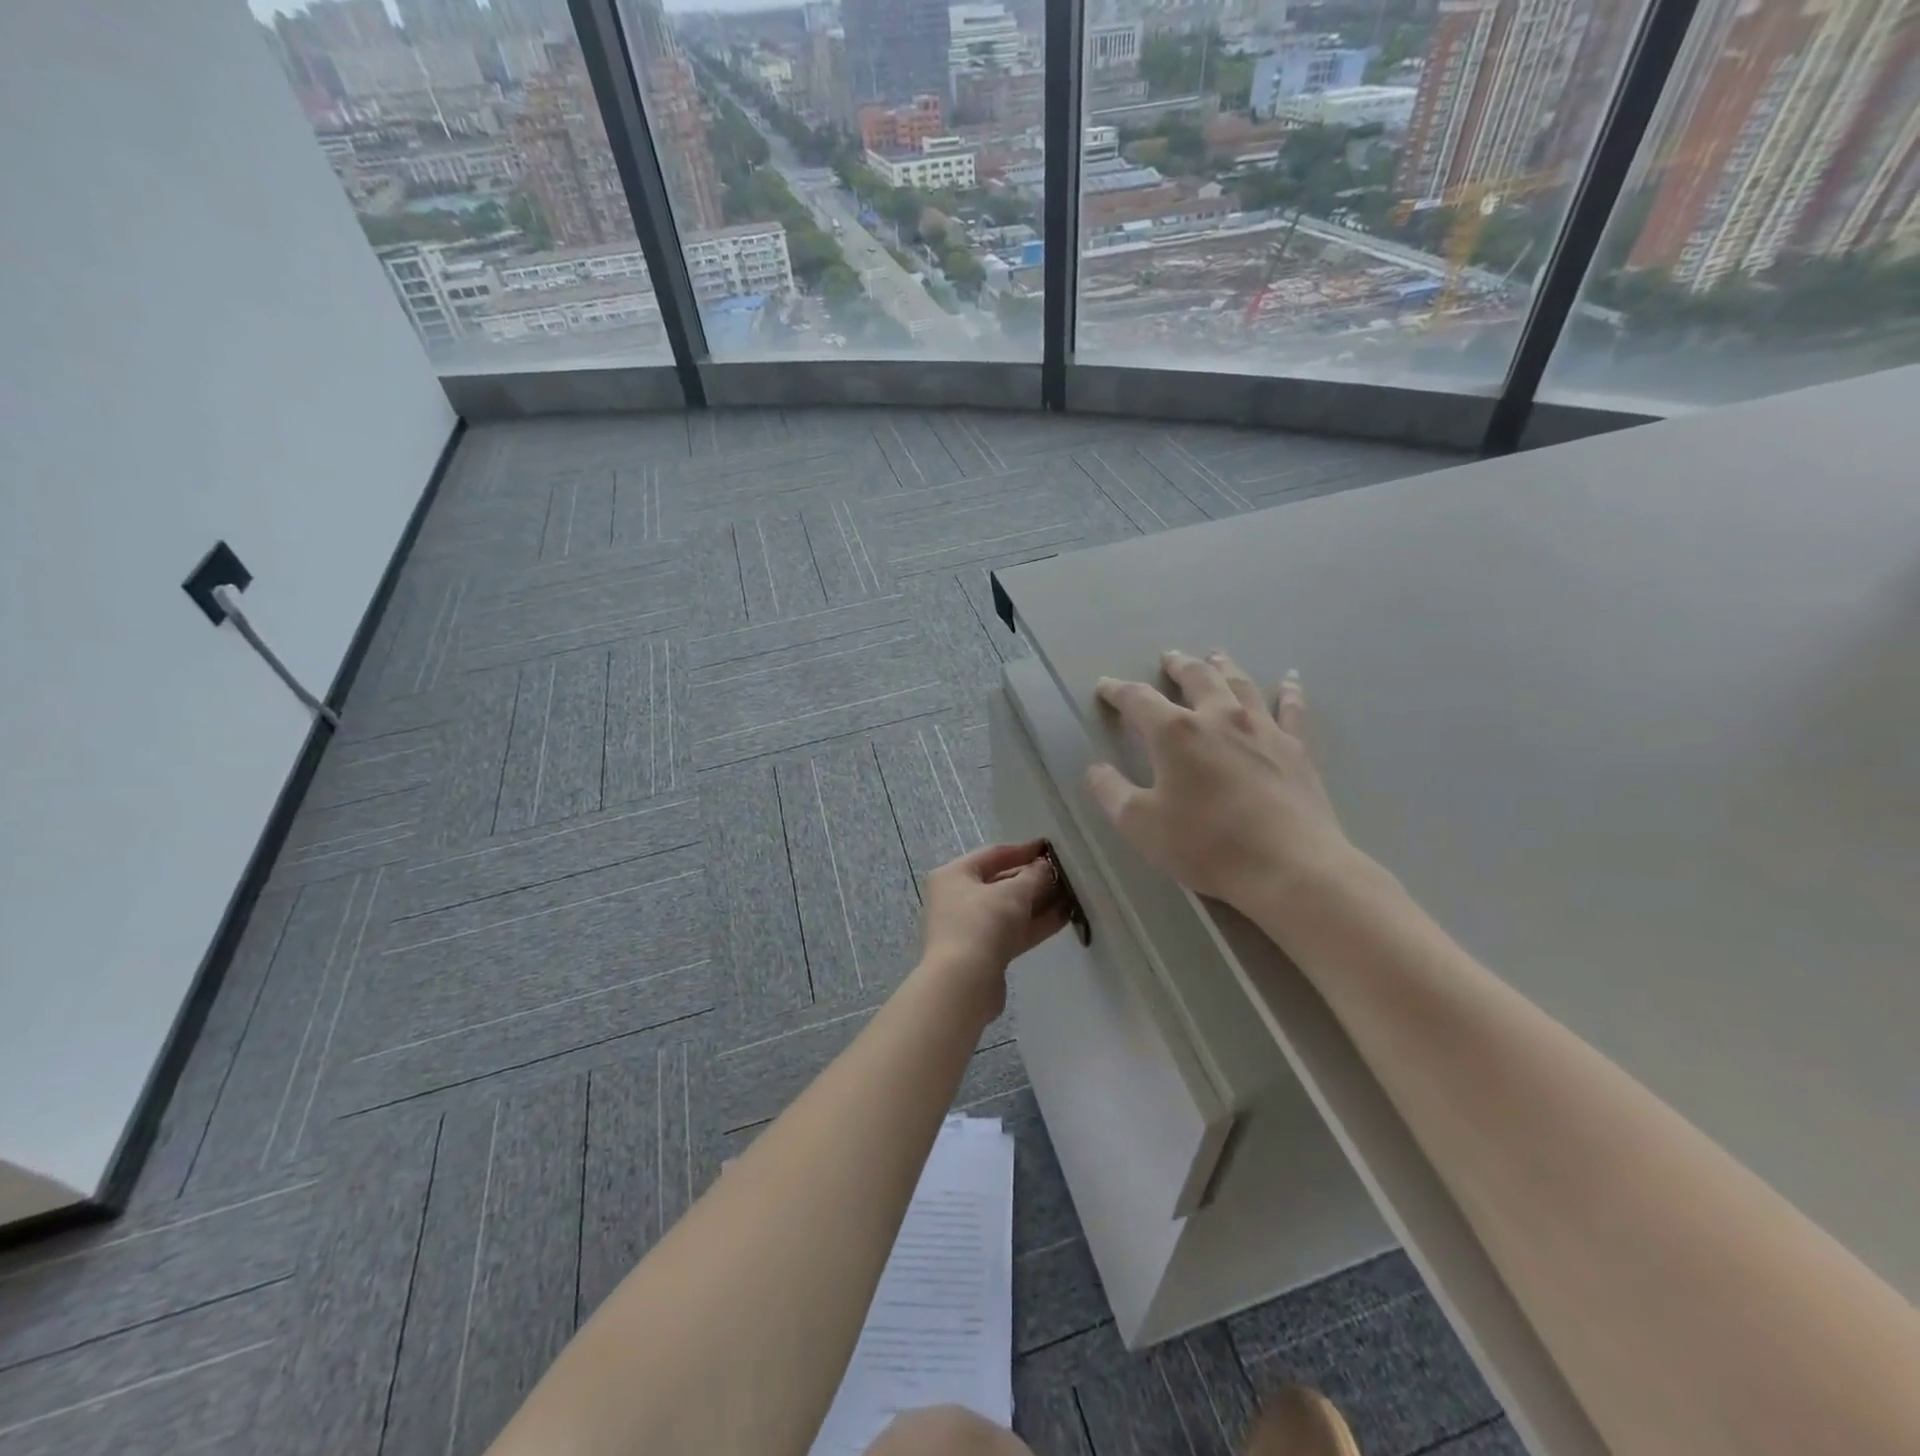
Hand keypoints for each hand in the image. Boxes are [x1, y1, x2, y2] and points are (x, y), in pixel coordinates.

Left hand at [918, 840, 1069, 1019]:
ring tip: (1072, 895)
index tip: (1051, 848)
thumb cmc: (982, 924)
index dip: (1024, 850)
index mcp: (954, 875)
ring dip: (1038, 902)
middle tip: (1066, 875)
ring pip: (1009, 909)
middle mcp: (957, 898)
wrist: (963, 983)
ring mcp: (969, 927)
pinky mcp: (984, 952)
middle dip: (1034, 879)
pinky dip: (1035, 924)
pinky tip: (1064, 918)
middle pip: (1001, 882)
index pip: (993, 854)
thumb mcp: (1013, 893)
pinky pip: (1013, 931)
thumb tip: (1046, 866)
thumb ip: (1034, 876)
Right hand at [1085, 651, 1362, 911]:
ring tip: (1215, 656)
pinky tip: (1289, 679)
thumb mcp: (1140, 825)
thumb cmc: (1206, 845)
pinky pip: (1291, 709)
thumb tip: (1095, 769)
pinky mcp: (1295, 748)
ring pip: (1240, 684)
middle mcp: (1219, 717)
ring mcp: (1262, 729)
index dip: (1117, 690)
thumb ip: (1111, 792)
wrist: (1289, 867)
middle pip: (1197, 677)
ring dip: (1224, 667)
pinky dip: (1288, 690)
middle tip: (1169, 657)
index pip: (1138, 699)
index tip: (1105, 686)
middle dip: (1178, 666)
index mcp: (1176, 732)